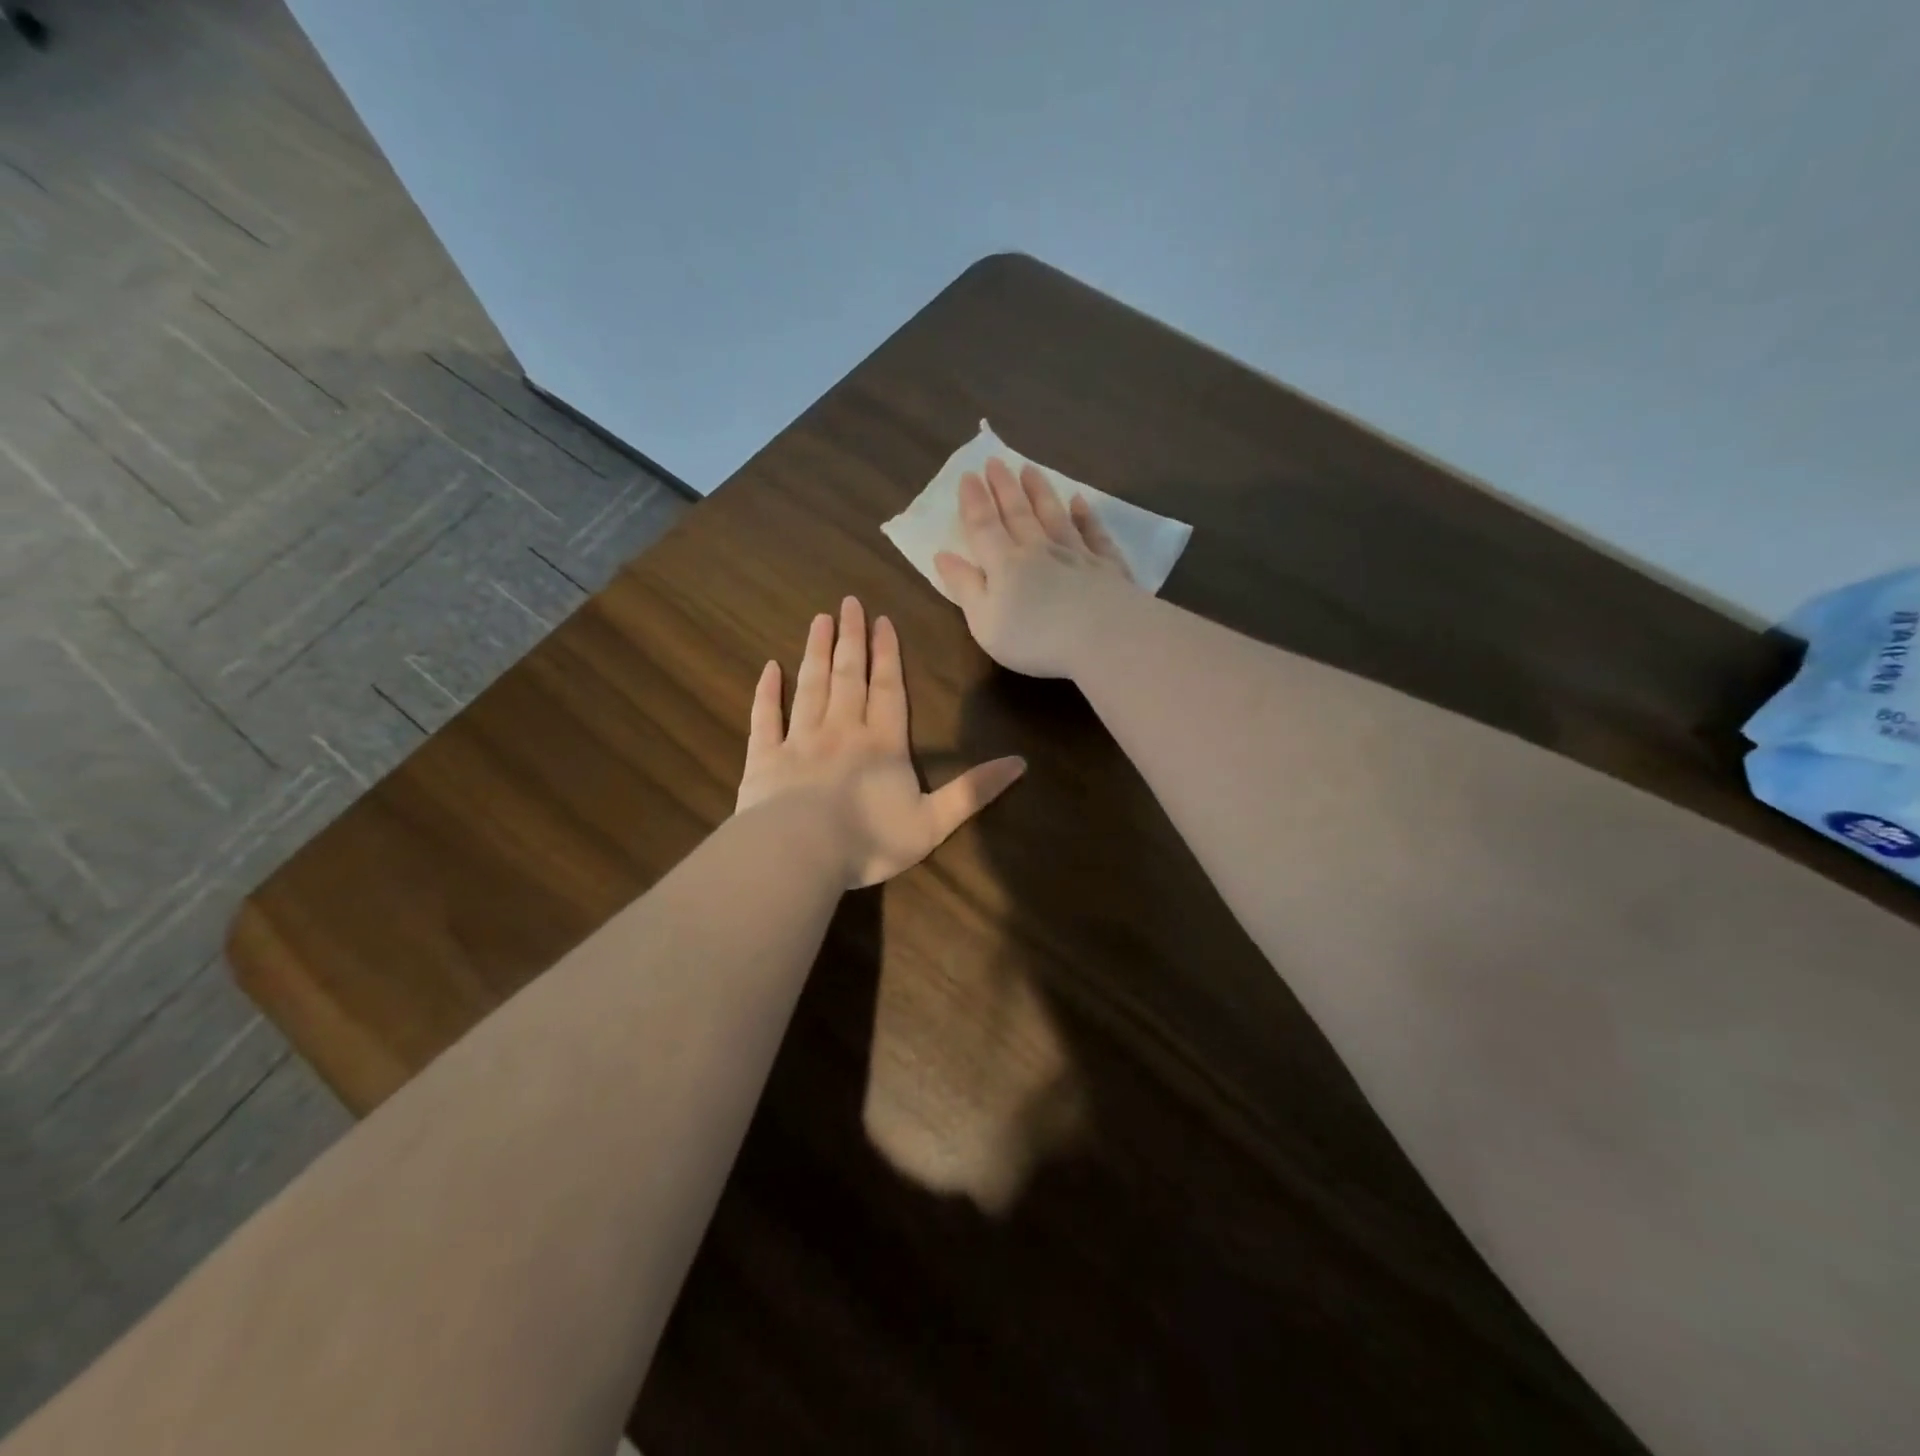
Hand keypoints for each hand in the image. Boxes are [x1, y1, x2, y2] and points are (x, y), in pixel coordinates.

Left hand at [736, 597, 1026, 887]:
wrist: (799, 852)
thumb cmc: (870, 840)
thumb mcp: (934, 821)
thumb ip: (974, 791)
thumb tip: (1021, 763)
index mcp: (882, 744)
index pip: (888, 689)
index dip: (887, 654)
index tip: (882, 620)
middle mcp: (842, 731)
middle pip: (848, 676)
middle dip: (851, 639)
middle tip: (848, 602)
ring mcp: (799, 741)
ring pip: (810, 686)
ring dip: (816, 652)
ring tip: (819, 620)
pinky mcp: (764, 758)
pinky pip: (765, 718)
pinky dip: (766, 692)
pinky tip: (768, 669)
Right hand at [933, 458, 1138, 678]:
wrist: (1104, 637)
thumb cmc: (1035, 637)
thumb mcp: (985, 621)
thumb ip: (965, 587)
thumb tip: (943, 555)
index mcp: (1005, 564)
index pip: (984, 526)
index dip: (974, 502)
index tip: (968, 475)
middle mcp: (1039, 550)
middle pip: (1019, 513)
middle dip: (1004, 487)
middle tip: (995, 461)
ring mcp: (1076, 554)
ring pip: (1055, 515)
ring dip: (1041, 492)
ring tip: (1030, 469)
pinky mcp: (1107, 566)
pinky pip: (1094, 533)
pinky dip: (1086, 516)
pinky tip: (1081, 502)